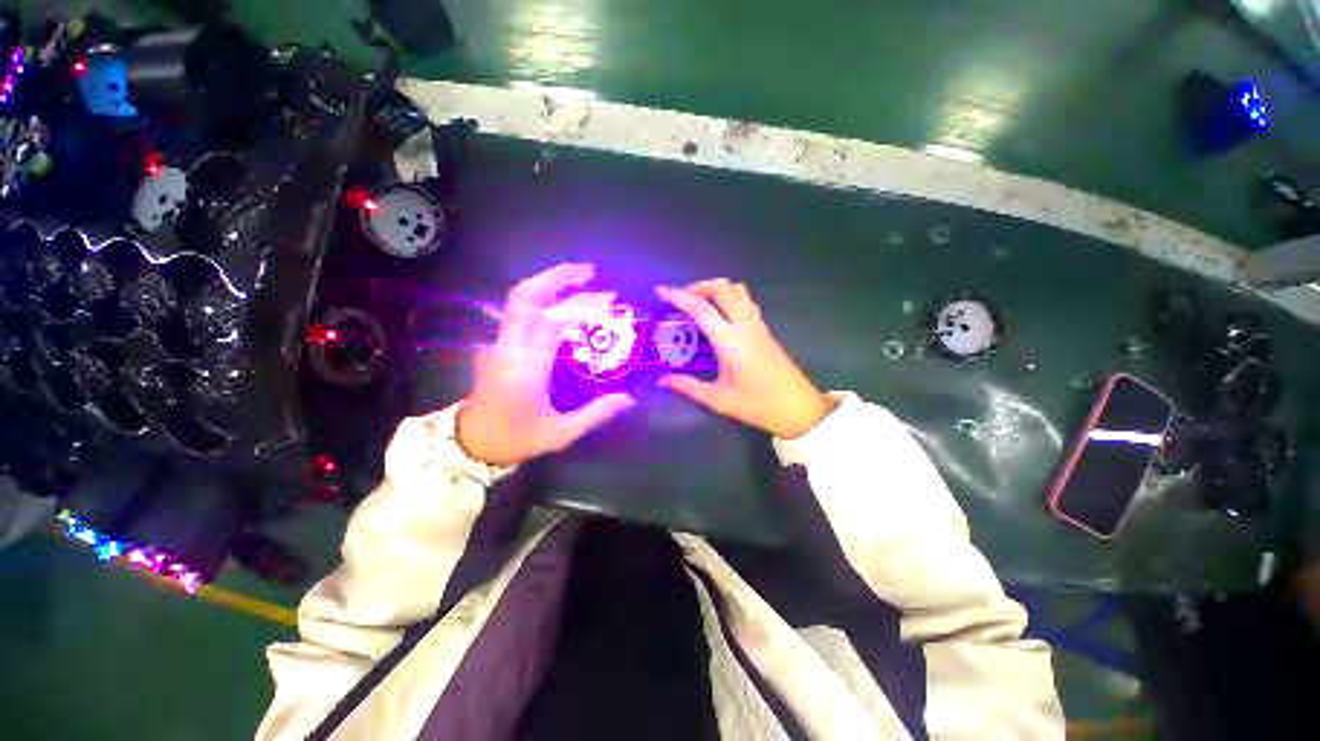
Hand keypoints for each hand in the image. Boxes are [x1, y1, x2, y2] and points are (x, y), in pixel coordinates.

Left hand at [458, 264, 633, 466]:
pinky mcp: (496, 345)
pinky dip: (540, 299)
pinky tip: (559, 302)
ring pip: (518, 300)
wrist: (469, 444)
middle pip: (525, 297)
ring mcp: (497, 343)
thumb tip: (628, 398)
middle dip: (557, 277)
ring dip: (548, 283)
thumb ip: (595, 414)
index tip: (607, 299)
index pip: (551, 321)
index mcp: (526, 368)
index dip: (580, 304)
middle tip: (589, 271)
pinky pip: (518, 313)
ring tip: (578, 279)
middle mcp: (508, 348)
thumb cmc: (515, 439)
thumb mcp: (560, 433)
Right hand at [657, 279, 835, 438]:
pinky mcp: (765, 329)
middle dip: (698, 287)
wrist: (799, 408)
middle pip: (721, 289)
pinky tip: (720, 312)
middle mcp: (744, 325)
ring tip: (699, 301)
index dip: (678, 297)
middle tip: (680, 298)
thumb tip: (661, 381)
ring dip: (715, 288)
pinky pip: (746, 300)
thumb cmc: (758, 405)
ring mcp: (757, 325)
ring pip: (737, 290)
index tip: (661, 291)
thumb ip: (688, 387)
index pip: (701, 309)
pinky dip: (729, 295)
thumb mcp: (719, 399)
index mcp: (730, 341)